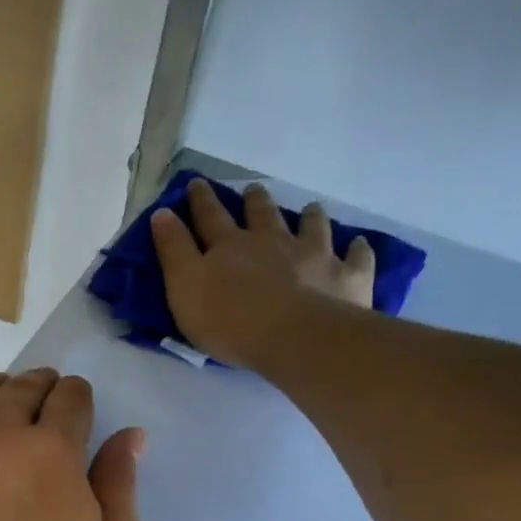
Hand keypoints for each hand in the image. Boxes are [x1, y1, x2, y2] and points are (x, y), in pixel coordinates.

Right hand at [150, 178, 374, 368]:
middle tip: (253, 189)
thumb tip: (162, 213)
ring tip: (309, 209)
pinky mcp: (346, 277)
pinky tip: (358, 245)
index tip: (196, 183)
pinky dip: (357, 250)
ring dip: (308, 216)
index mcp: (231, 246)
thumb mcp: (185, 289)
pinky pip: (355, 258)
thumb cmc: (231, 321)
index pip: (210, 217)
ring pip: (311, 226)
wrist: (294, 337)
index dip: (201, 200)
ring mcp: (314, 255)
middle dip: (254, 200)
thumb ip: (173, 252)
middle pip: (262, 214)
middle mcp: (273, 241)